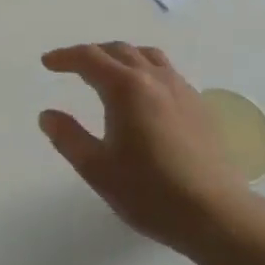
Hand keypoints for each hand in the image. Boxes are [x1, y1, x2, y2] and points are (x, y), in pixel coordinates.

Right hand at [39, 42, 261, 250]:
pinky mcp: (198, 105)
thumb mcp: (97, 169)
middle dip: (91, 53)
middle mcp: (154, 78)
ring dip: (121, 56)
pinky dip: (145, 69)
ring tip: (108, 71)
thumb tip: (47, 115)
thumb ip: (68, 138)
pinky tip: (144, 93)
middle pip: (118, 50)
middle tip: (72, 66)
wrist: (217, 214)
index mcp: (125, 88)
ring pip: (146, 55)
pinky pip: (166, 71)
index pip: (89, 58)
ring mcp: (180, 89)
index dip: (65, 57)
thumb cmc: (150, 192)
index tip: (47, 63)